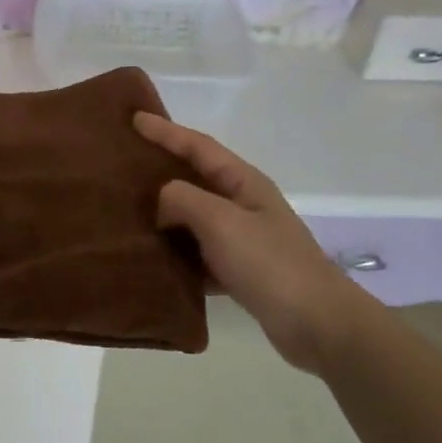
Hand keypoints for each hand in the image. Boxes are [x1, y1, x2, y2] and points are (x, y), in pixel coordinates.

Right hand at [134, 112, 366, 373]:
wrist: (317, 324)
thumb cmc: (269, 263)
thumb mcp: (221, 221)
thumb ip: (183, 199)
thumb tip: (162, 201)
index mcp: (243, 182)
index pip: (198, 146)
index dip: (166, 131)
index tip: (134, 119)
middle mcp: (243, 204)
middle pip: (195, 178)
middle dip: (162, 168)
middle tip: (124, 163)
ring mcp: (243, 238)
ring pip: (194, 218)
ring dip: (165, 214)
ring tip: (128, 212)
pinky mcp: (240, 271)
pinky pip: (198, 253)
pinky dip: (177, 254)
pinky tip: (152, 260)